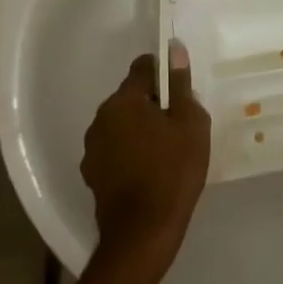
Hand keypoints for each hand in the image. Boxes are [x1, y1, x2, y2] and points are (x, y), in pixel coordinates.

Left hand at [81, 48, 209, 272]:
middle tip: (178, 123)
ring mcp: (93, 147)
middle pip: (130, 96)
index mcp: (124, 100)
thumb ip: (180, 84)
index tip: (180, 89)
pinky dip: (129, 151)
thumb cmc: (173, 170)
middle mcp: (101, 117)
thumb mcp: (190, 123)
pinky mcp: (92, 174)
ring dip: (139, 128)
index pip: (143, 67)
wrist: (143, 233)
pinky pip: (114, 149)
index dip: (163, 71)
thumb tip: (174, 49)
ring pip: (121, 124)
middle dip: (152, 102)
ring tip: (164, 149)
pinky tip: (147, 170)